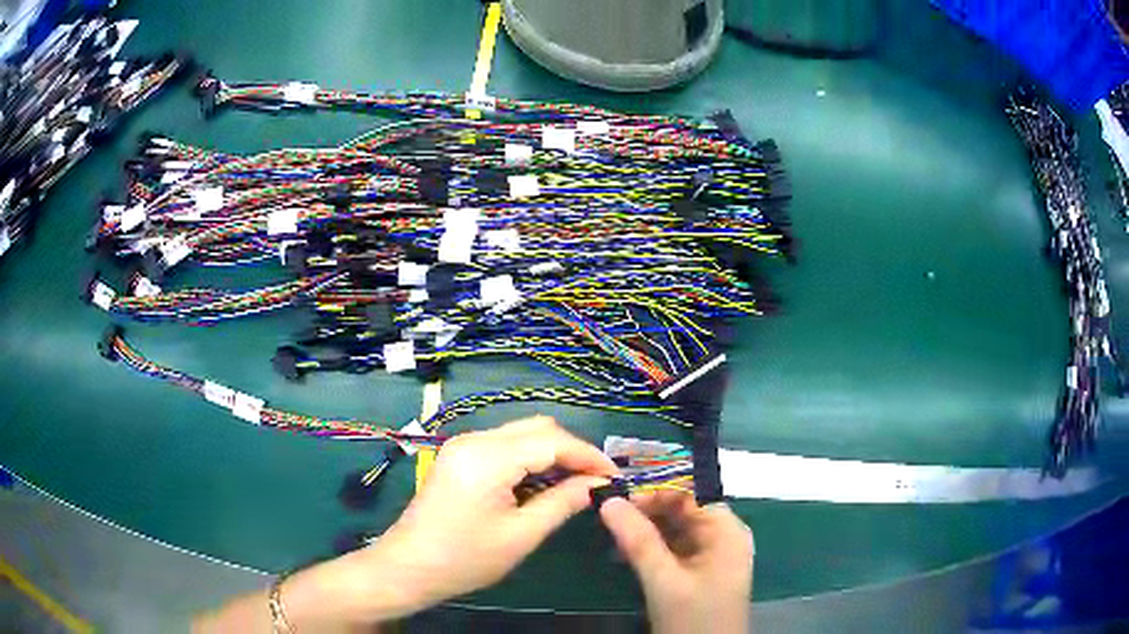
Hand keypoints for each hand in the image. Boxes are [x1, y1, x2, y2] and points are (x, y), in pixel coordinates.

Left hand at [359, 416, 617, 613]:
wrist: (409, 566)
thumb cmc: (465, 558)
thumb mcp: (521, 535)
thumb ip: (563, 503)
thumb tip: (598, 485)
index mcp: (488, 457)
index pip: (552, 440)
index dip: (588, 455)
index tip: (614, 476)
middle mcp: (475, 439)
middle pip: (537, 428)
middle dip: (572, 450)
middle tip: (596, 481)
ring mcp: (463, 445)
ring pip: (521, 434)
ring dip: (551, 453)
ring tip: (575, 483)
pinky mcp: (459, 456)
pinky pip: (504, 445)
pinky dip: (529, 458)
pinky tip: (541, 483)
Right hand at [600, 491, 753, 633]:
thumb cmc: (693, 618)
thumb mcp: (664, 580)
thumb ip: (638, 541)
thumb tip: (608, 501)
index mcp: (726, 530)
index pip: (691, 493)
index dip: (655, 490)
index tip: (616, 497)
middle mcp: (723, 535)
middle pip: (684, 508)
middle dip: (647, 509)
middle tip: (608, 515)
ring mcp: (712, 553)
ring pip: (676, 527)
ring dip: (646, 527)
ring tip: (612, 533)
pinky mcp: (700, 570)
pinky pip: (675, 546)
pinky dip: (651, 545)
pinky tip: (625, 551)